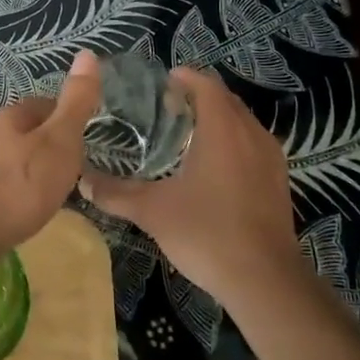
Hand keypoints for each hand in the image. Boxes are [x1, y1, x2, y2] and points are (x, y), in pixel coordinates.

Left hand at [0, 51, 100, 266]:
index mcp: (9, 119)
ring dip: (3, 161)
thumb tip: (88, 53)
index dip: (60, 118)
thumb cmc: (18, 189)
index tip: (75, 138)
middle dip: (31, 142)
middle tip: (53, 166)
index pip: (40, 106)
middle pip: (12, 130)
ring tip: (21, 186)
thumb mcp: (60, 145)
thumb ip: (75, 104)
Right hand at [80, 67, 302, 305]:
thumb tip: (81, 181)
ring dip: (217, 119)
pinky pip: (253, 145)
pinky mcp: (278, 182)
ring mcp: (271, 158)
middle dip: (198, 96)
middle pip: (226, 100)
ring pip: (242, 123)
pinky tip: (212, 167)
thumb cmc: (207, 233)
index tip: (160, 82)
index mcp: (222, 129)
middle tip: (165, 106)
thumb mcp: (152, 212)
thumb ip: (115, 193)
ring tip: (186, 133)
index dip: (184, 77)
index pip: (205, 85)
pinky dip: (232, 142)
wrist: (265, 281)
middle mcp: (251, 134)